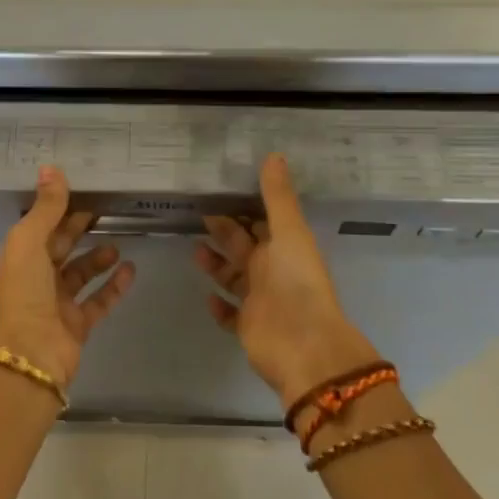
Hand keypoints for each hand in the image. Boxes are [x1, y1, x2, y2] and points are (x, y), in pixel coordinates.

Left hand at [0, 166, 135, 386]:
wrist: (31, 354)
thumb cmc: (24, 292)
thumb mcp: (29, 242)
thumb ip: (45, 208)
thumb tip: (52, 168)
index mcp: (19, 258)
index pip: (40, 227)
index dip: (58, 210)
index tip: (83, 191)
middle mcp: (36, 279)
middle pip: (60, 248)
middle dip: (79, 230)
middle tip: (106, 210)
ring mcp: (57, 303)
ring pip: (80, 274)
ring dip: (98, 258)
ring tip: (117, 244)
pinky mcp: (78, 324)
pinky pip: (99, 300)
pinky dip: (114, 285)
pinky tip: (131, 269)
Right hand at [196, 153, 382, 410]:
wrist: (303, 345)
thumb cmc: (296, 282)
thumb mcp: (289, 232)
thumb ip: (278, 196)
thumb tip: (274, 154)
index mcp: (284, 247)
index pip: (262, 222)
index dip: (244, 207)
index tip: (219, 191)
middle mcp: (272, 271)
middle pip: (244, 246)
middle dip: (224, 231)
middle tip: (197, 214)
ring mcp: (259, 299)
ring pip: (234, 277)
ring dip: (216, 264)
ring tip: (194, 250)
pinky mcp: (247, 326)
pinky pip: (230, 314)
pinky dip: (219, 306)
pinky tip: (207, 297)